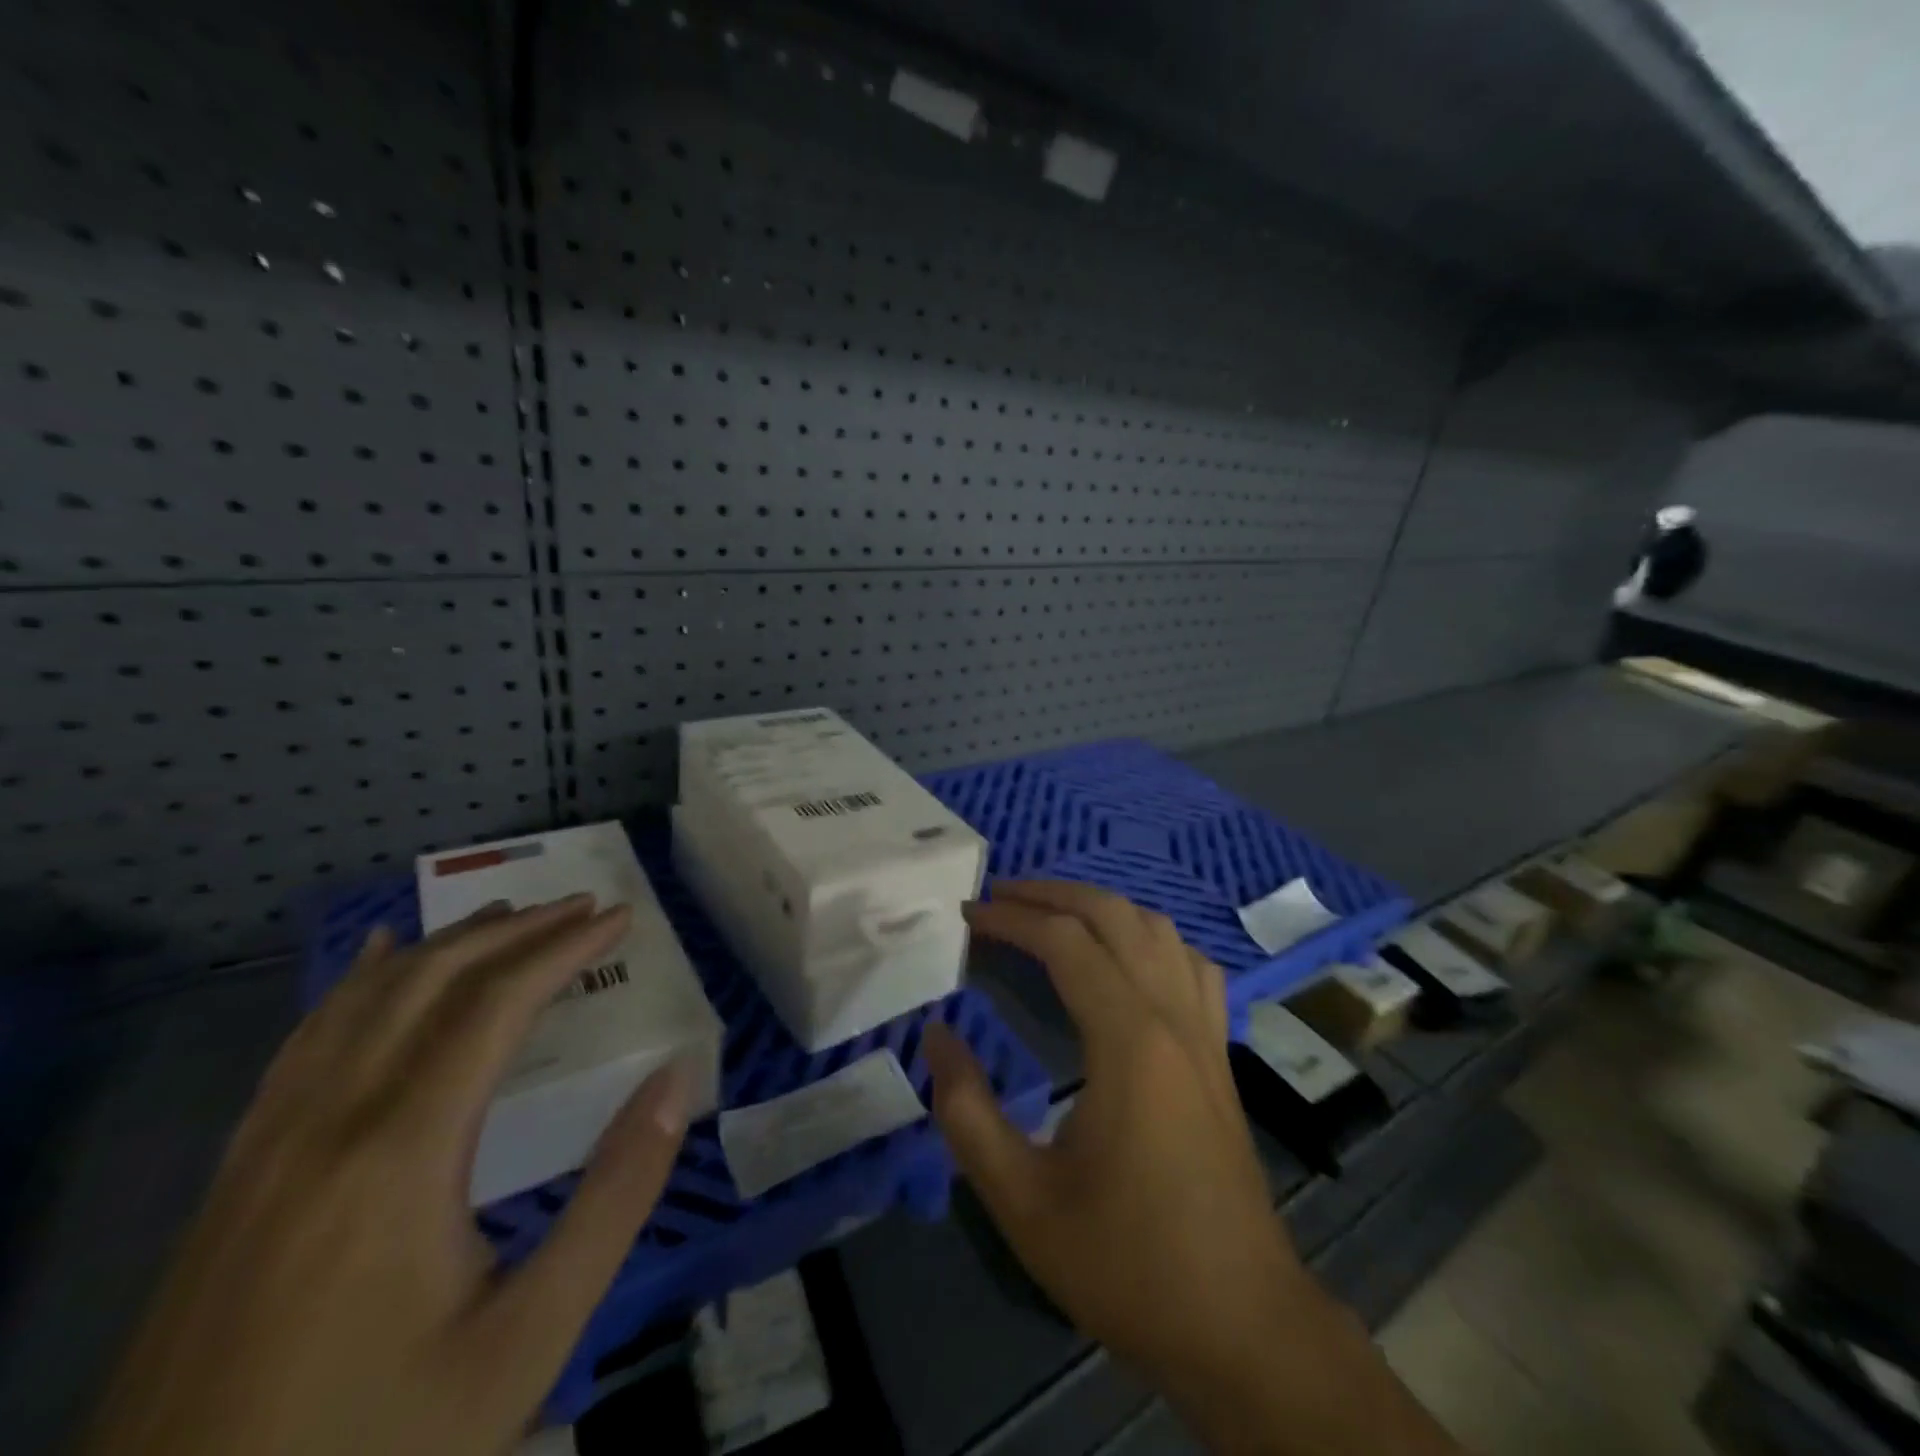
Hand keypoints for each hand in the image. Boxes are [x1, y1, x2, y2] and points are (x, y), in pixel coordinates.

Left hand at [85, 896, 694, 1455]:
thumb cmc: (377, 1440)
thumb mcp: (530, 1337)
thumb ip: (614, 1198)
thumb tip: (675, 1082)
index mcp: (402, 1151)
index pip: (495, 1004)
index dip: (563, 948)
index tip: (619, 917)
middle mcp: (329, 1122)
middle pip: (428, 983)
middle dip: (513, 931)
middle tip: (579, 905)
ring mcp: (268, 1147)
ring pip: (361, 1001)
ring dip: (443, 944)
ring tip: (504, 916)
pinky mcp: (236, 1176)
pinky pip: (303, 1043)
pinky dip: (355, 983)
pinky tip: (375, 961)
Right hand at [925, 883, 1305, 1411]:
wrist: (1242, 1327)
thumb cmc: (1127, 1263)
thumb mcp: (1021, 1200)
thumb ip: (966, 1111)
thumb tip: (936, 1034)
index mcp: (1128, 1042)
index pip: (1065, 942)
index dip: (1012, 919)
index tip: (968, 916)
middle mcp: (1172, 1018)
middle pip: (1114, 915)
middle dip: (1053, 894)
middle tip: (1000, 898)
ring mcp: (1205, 1032)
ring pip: (1158, 930)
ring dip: (1101, 907)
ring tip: (1051, 916)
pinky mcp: (1221, 1054)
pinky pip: (1190, 965)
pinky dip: (1149, 940)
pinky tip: (1125, 960)